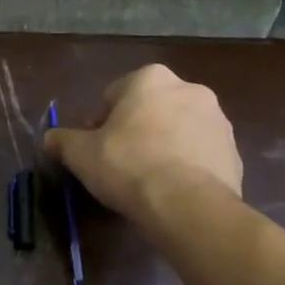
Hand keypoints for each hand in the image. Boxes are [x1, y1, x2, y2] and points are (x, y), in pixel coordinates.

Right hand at [42, 65, 241, 214]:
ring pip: (178, 131)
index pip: (114, 95)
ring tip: (147, 182)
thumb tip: (50, 139)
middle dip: (135, 131)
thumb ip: (61, 140)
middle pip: (149, 110)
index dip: (100, 124)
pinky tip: (172, 192)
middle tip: (119, 164)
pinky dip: (186, 167)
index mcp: (150, 79)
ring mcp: (218, 121)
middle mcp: (190, 89)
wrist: (188, 205)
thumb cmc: (128, 166)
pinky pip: (200, 156)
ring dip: (163, 147)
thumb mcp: (80, 153)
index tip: (95, 150)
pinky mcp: (234, 153)